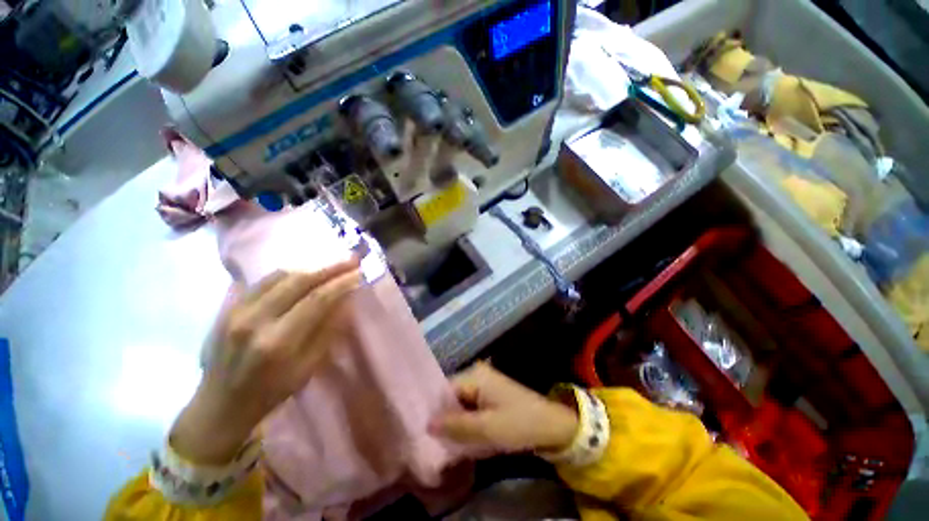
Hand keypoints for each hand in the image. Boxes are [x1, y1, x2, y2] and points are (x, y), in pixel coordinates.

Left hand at [171, 262, 360, 463]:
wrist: (220, 405)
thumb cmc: (271, 392)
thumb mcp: (308, 368)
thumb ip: (328, 331)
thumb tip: (347, 301)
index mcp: (278, 342)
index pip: (317, 300)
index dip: (341, 283)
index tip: (359, 273)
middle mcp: (254, 321)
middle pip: (298, 281)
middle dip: (330, 268)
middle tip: (351, 260)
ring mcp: (235, 312)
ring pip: (278, 276)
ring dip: (309, 268)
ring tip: (330, 267)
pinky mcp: (225, 308)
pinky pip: (260, 281)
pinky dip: (286, 274)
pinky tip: (301, 274)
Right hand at [430, 362, 578, 453]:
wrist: (551, 425)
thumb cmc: (519, 424)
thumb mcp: (486, 429)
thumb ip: (456, 426)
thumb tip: (427, 424)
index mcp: (475, 375)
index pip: (445, 390)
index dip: (435, 412)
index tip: (424, 433)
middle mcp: (477, 375)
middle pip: (452, 396)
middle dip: (445, 419)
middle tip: (435, 442)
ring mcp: (485, 384)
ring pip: (461, 403)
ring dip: (456, 422)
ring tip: (446, 442)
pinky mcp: (491, 395)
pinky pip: (471, 406)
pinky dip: (467, 421)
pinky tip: (463, 437)